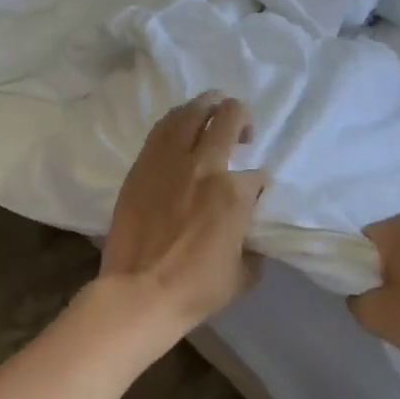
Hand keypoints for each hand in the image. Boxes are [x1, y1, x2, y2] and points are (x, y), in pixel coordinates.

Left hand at [99, 93, 267, 334]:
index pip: (258, 176)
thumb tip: (249, 243)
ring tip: (213, 110)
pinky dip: (178, 121)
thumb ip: (252, 251)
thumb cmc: (195, 289)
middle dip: (242, 118)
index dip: (259, 184)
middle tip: (243, 132)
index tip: (253, 196)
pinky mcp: (142, 166)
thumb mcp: (242, 275)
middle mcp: (205, 166)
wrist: (139, 292)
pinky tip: (182, 126)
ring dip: (208, 105)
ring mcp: (169, 162)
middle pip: (230, 118)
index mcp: (234, 193)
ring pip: (192, 112)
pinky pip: (162, 129)